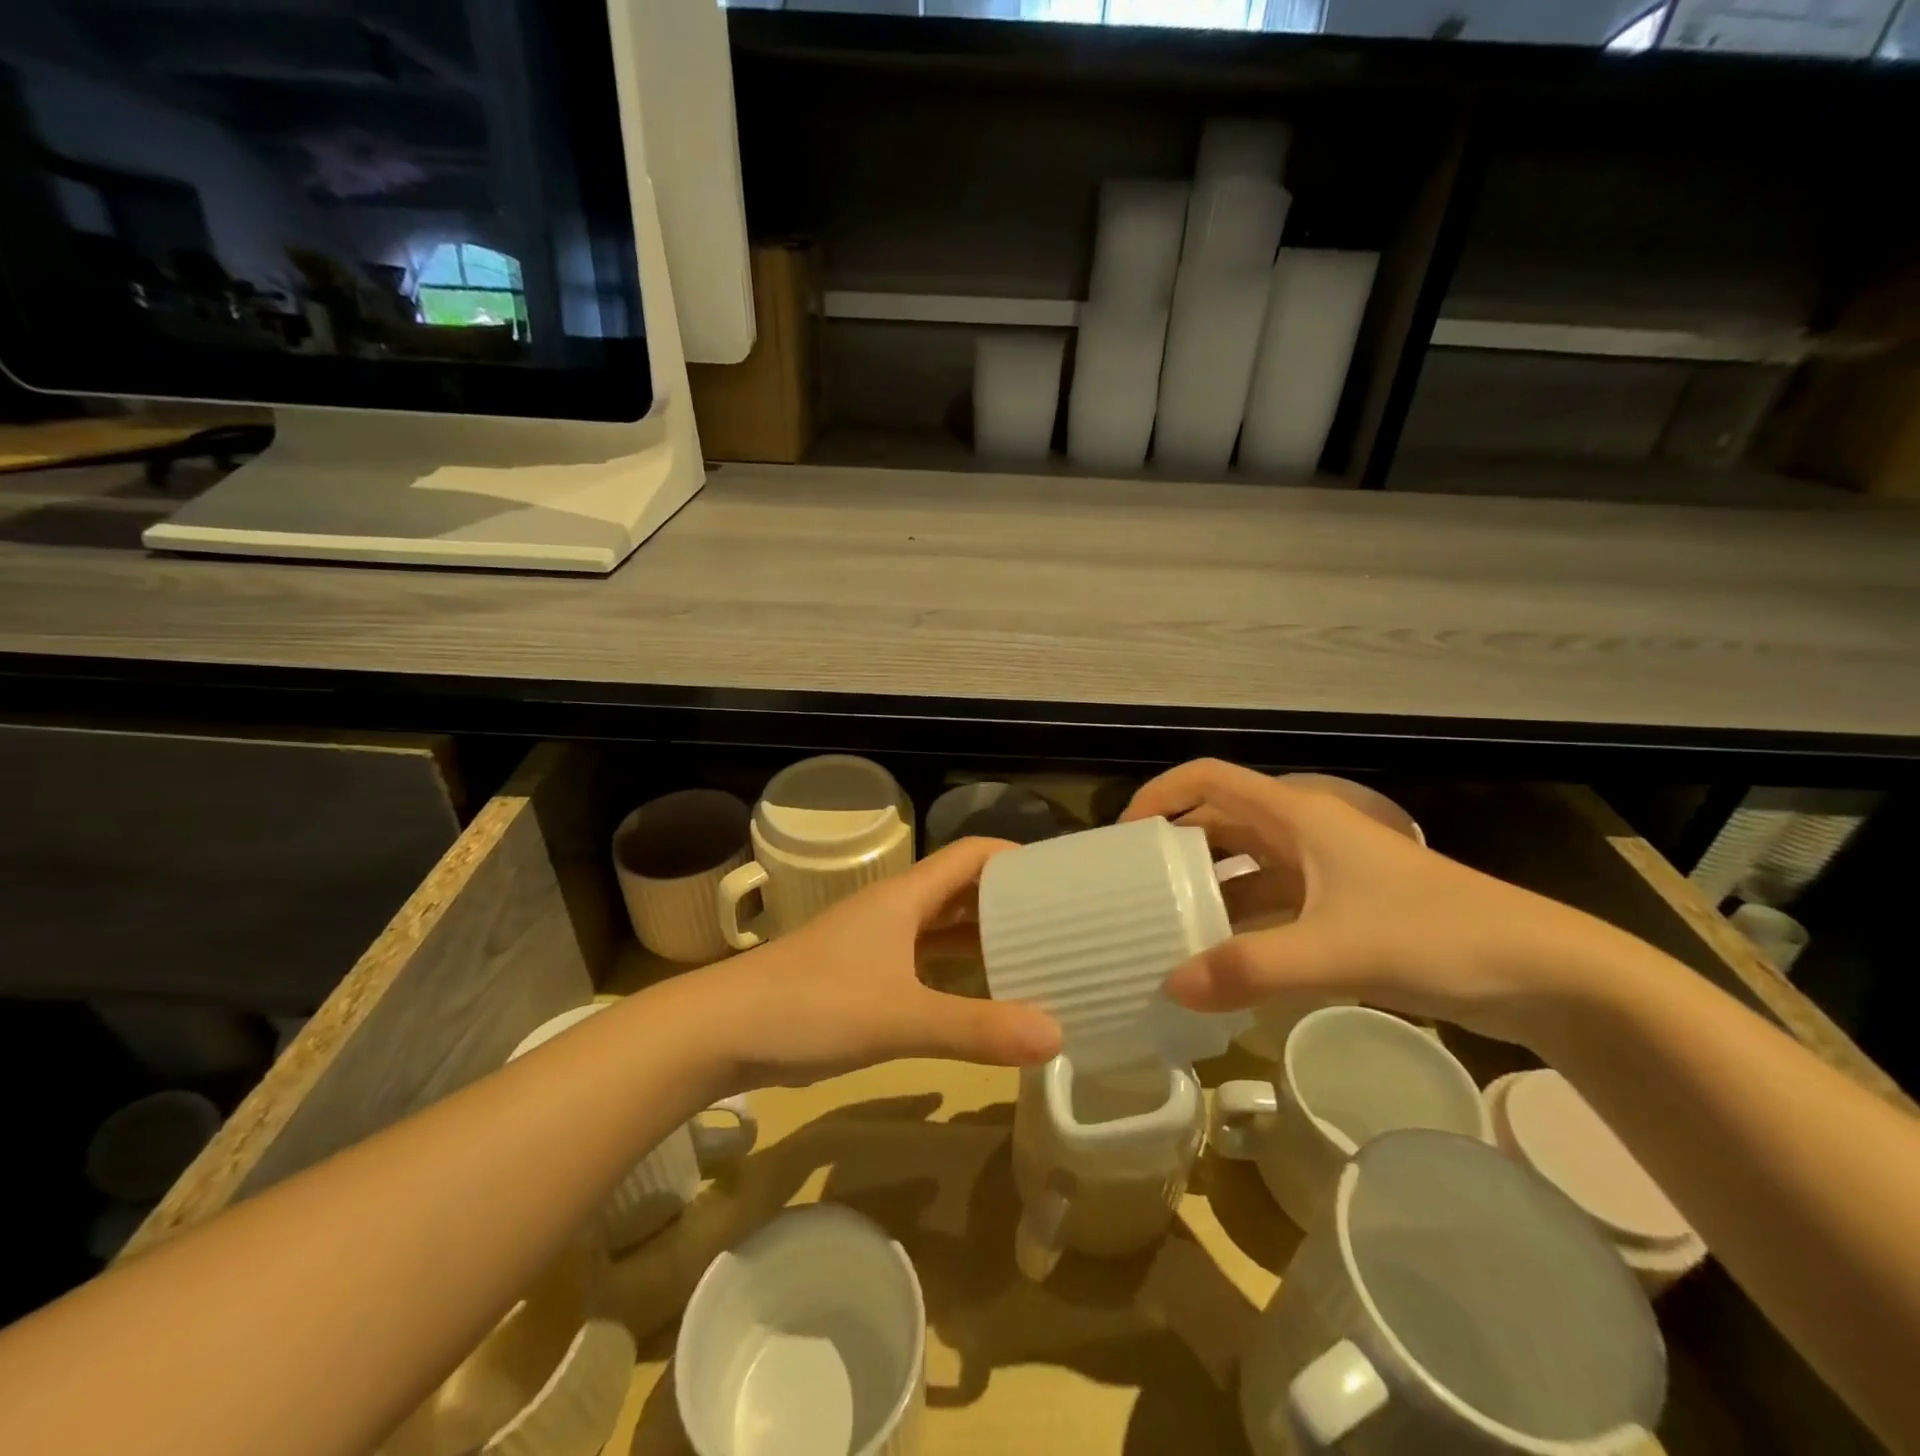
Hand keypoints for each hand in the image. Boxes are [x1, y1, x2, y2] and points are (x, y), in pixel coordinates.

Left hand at [695, 838, 1062, 1089]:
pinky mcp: (858, 975)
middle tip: (1058, 925)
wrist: (720, 1030)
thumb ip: (976, 1028)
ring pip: (939, 927)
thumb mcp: (900, 1018)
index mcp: (905, 897)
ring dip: (980, 937)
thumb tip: (1055, 1034)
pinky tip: (973, 997)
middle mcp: (892, 910)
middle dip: (1006, 901)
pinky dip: (952, 970)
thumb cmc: (812, 1006)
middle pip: (959, 889)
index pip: (971, 854)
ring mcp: (872, 942)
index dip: (1015, 857)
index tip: (1059, 878)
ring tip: (1029, 959)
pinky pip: (920, 960)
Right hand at [1124, 760, 1634, 1046]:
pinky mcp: (1340, 909)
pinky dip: (1240, 926)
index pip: (1209, 779)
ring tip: (1163, 930)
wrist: (1546, 974)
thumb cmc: (1438, 936)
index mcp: (1298, 815)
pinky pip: (1270, 907)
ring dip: (1205, 893)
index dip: (1160, 794)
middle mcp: (1304, 834)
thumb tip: (1171, 984)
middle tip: (1132, 891)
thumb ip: (1251, 968)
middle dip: (1173, 850)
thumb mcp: (1337, 950)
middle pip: (1219, 824)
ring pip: (1244, 869)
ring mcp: (1323, 872)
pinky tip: (1220, 963)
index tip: (1123, 837)